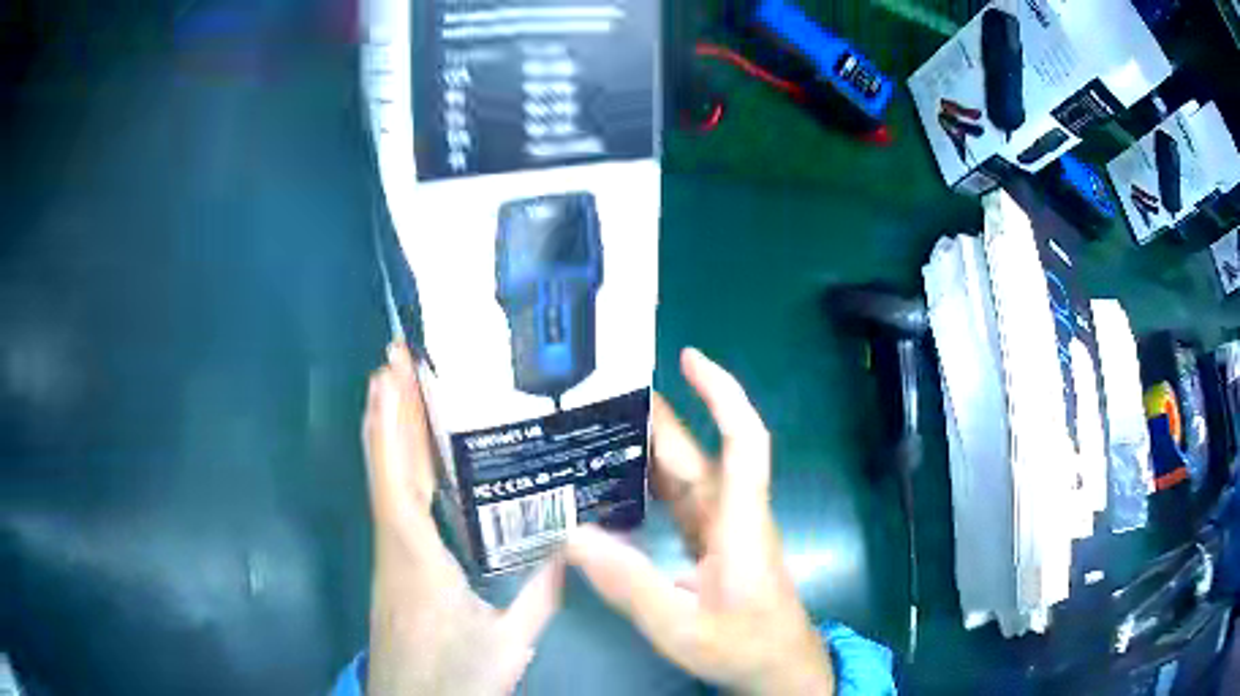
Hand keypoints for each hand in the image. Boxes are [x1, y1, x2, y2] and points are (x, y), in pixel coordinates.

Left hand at [363, 342, 562, 695]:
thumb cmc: (454, 675)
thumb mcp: (508, 642)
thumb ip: (540, 594)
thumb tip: (573, 544)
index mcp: (415, 554)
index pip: (398, 475)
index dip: (392, 421)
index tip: (392, 371)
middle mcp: (394, 543)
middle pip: (384, 465)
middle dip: (387, 408)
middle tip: (395, 357)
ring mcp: (390, 553)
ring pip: (384, 480)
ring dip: (387, 431)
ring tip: (395, 386)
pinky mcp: (395, 565)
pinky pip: (392, 501)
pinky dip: (395, 466)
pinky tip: (409, 456)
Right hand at [566, 348, 833, 694]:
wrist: (777, 667)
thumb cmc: (743, 646)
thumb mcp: (681, 626)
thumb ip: (630, 584)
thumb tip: (573, 535)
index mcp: (739, 523)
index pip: (742, 441)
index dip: (722, 394)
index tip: (689, 358)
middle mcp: (733, 515)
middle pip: (698, 455)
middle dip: (658, 420)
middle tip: (600, 400)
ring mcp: (723, 530)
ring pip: (686, 477)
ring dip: (648, 452)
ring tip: (593, 436)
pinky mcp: (713, 545)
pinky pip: (678, 504)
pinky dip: (648, 488)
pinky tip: (613, 489)